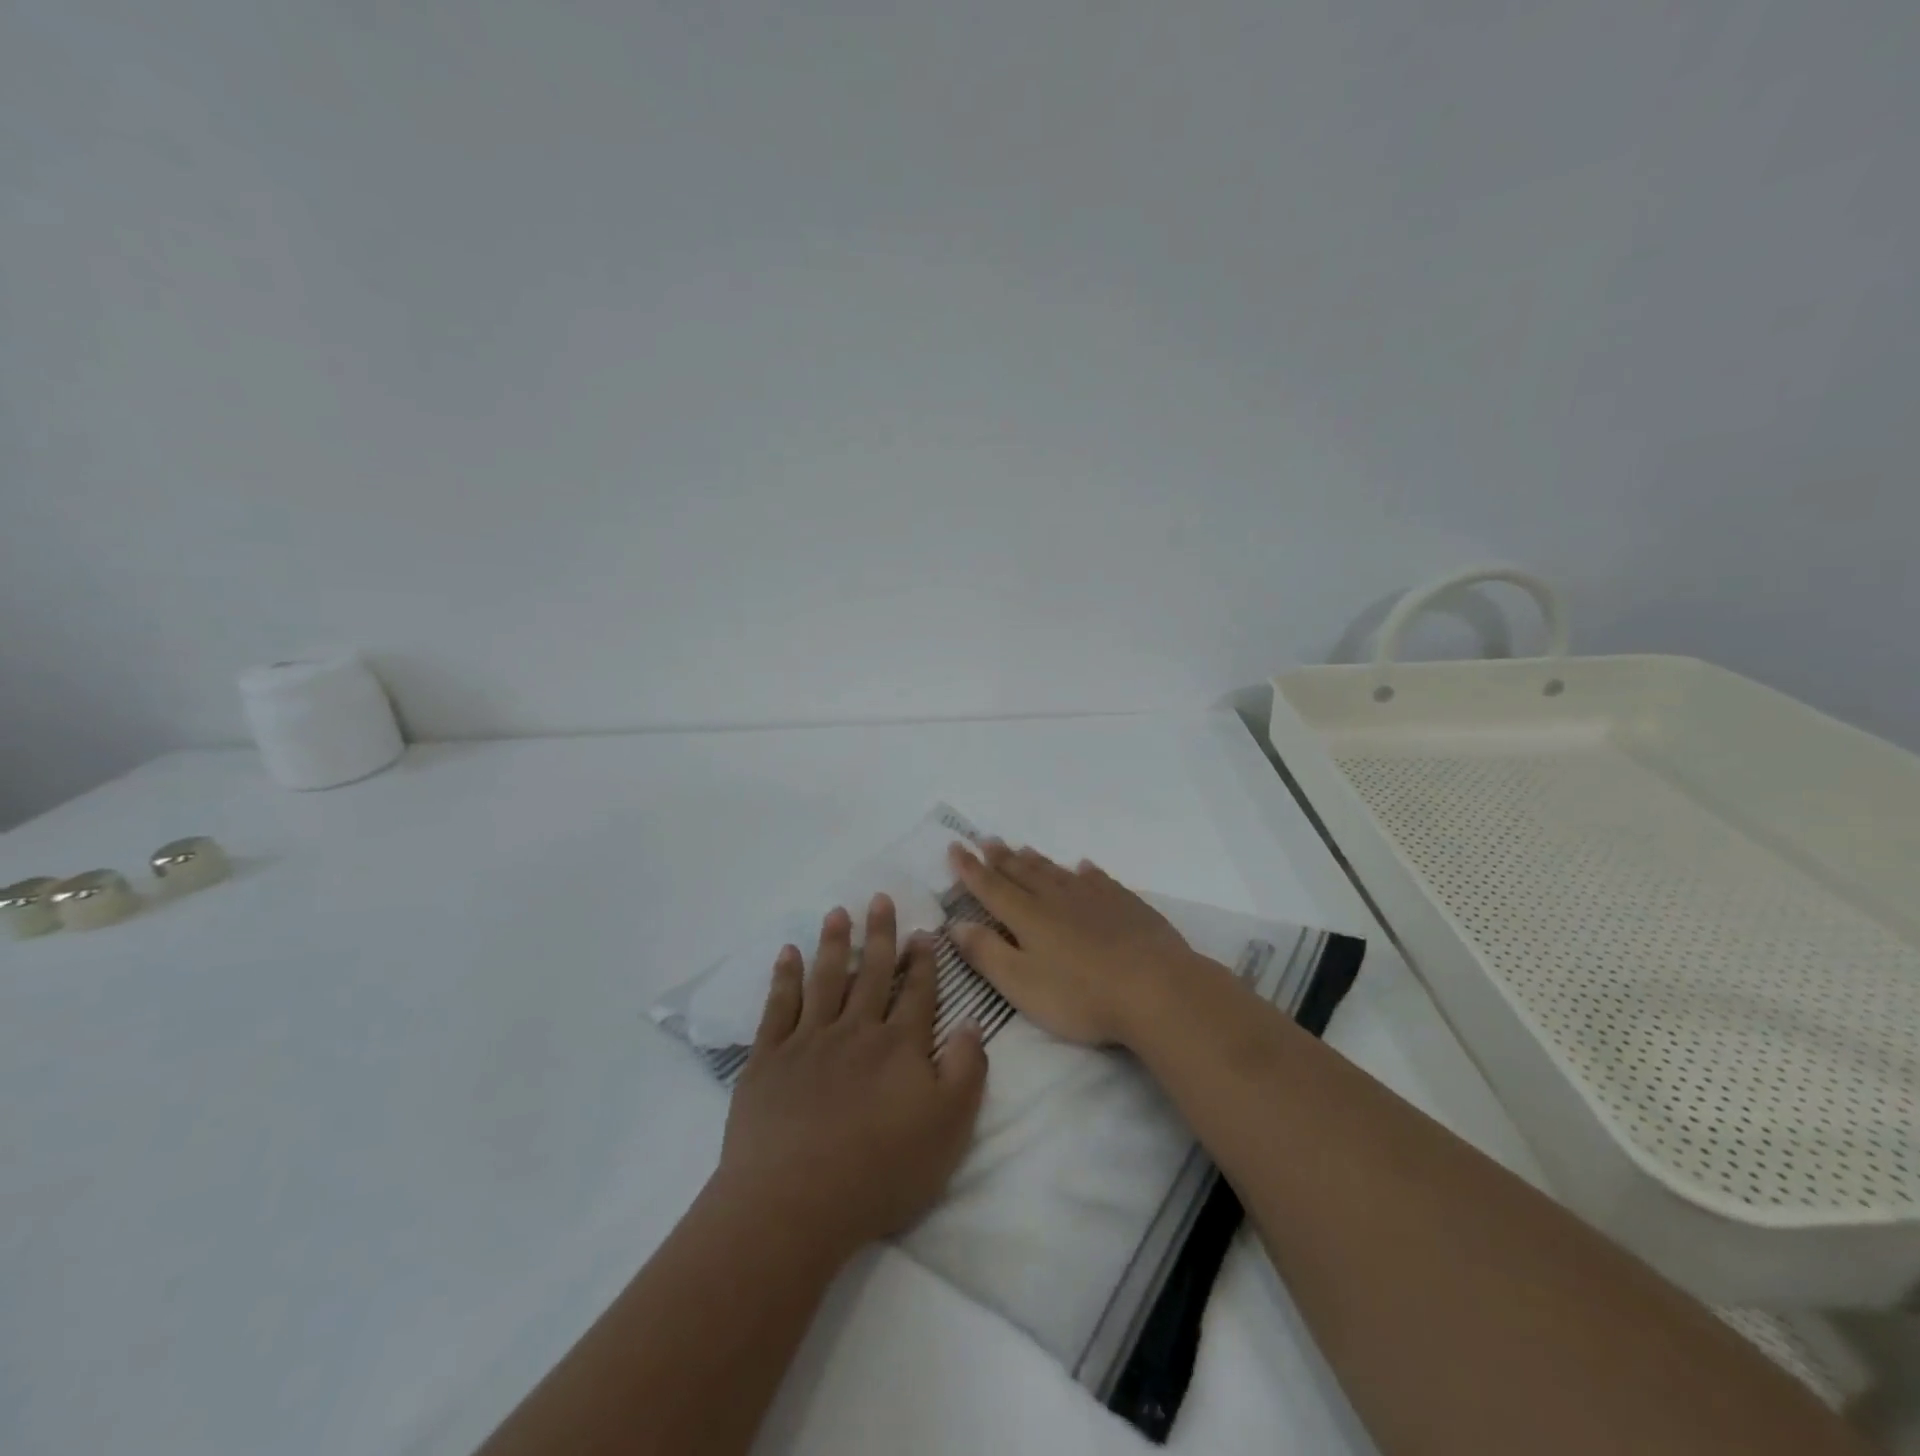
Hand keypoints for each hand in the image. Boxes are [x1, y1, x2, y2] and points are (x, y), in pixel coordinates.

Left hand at [715, 894, 988, 1261]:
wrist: (794, 1202)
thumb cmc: (880, 1171)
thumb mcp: (948, 1127)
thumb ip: (966, 1070)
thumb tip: (971, 1022)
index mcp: (899, 1046)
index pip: (917, 992)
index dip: (923, 961)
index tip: (924, 931)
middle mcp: (856, 1030)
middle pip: (873, 972)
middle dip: (881, 934)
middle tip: (880, 898)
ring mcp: (809, 1041)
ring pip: (826, 978)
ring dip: (834, 942)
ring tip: (838, 912)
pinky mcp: (769, 1059)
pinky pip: (778, 1006)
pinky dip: (784, 977)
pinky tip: (788, 954)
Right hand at [946, 840, 1198, 1045]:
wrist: (1156, 987)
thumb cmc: (1081, 995)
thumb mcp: (1021, 983)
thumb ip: (986, 953)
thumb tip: (955, 924)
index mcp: (1027, 916)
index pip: (990, 886)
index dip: (969, 869)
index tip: (955, 847)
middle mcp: (1056, 898)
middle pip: (1022, 872)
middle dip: (1000, 857)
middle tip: (985, 840)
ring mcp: (1094, 897)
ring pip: (1056, 872)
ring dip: (1035, 860)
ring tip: (1021, 848)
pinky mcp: (1125, 904)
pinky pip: (1098, 879)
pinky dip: (1084, 871)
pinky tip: (1083, 867)